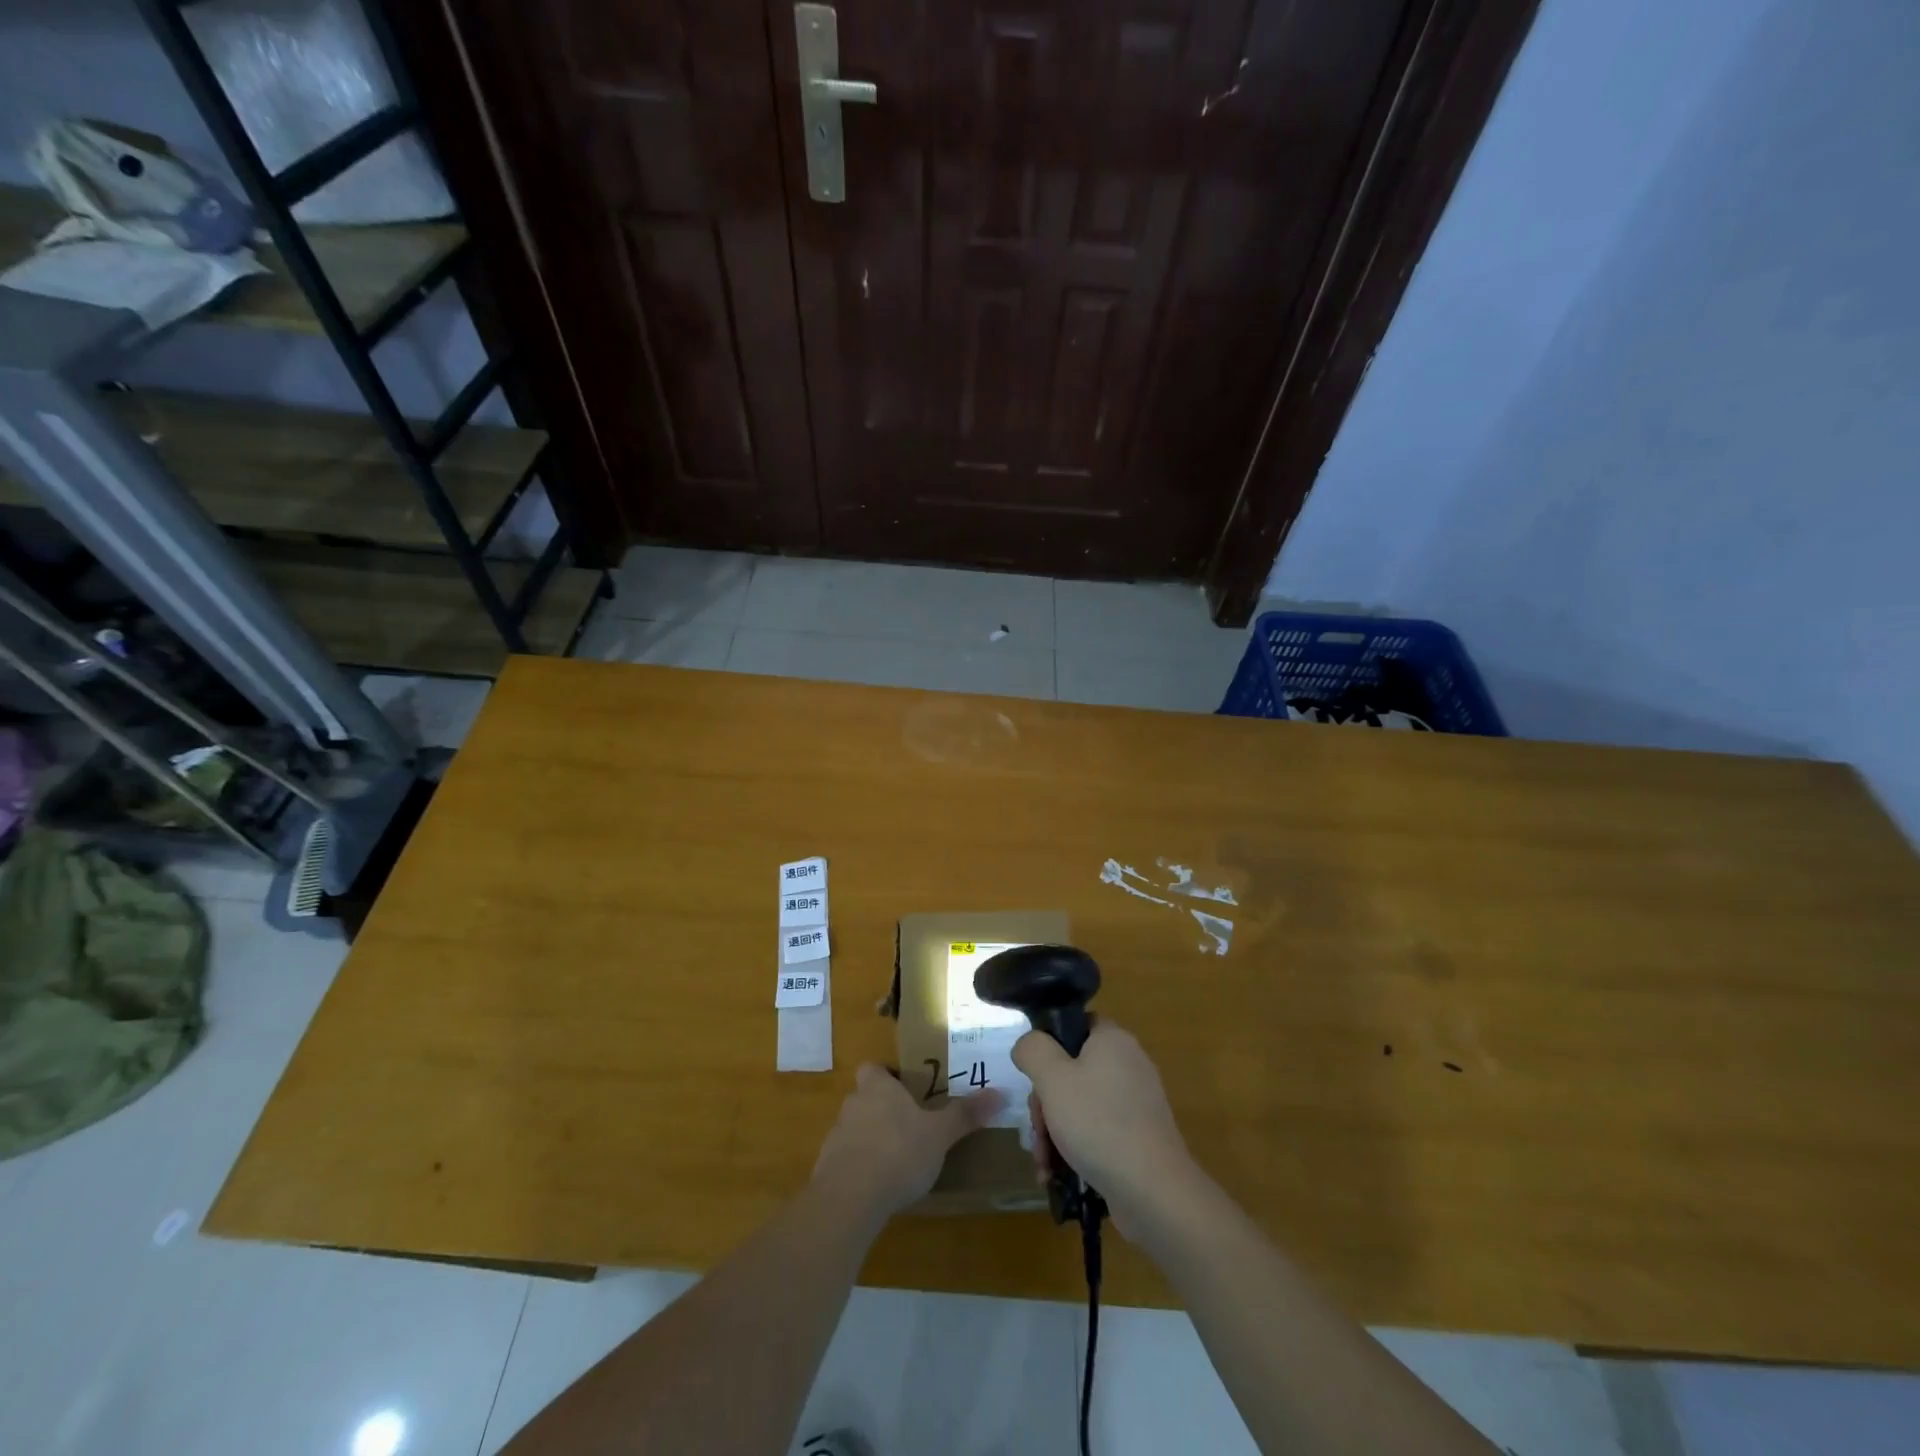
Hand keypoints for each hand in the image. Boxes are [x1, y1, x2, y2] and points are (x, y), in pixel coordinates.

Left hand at [812, 1064, 1002, 1227]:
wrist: (849, 1199)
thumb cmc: (898, 1152)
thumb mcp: (940, 1134)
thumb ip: (966, 1114)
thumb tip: (1000, 1092)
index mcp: (877, 1087)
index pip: (873, 1068)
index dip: (886, 1075)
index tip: (906, 1089)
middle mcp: (853, 1104)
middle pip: (865, 1097)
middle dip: (884, 1109)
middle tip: (911, 1125)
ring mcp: (836, 1137)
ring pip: (855, 1129)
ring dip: (872, 1139)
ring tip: (898, 1160)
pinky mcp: (827, 1169)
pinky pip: (847, 1160)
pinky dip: (860, 1168)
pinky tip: (879, 1187)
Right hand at [1012, 1021, 1193, 1235]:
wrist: (1152, 1191)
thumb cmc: (1098, 1122)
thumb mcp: (1052, 1077)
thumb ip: (1033, 1050)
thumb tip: (1028, 1044)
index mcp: (1113, 1040)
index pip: (1076, 1024)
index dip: (1050, 1044)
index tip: (1034, 1075)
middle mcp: (1128, 1065)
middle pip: (1072, 1070)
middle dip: (1045, 1103)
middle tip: (1037, 1128)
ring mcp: (1136, 1104)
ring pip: (1080, 1105)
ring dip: (1054, 1132)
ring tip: (1044, 1163)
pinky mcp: (1138, 1137)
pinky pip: (1097, 1131)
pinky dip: (1075, 1148)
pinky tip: (1058, 1175)